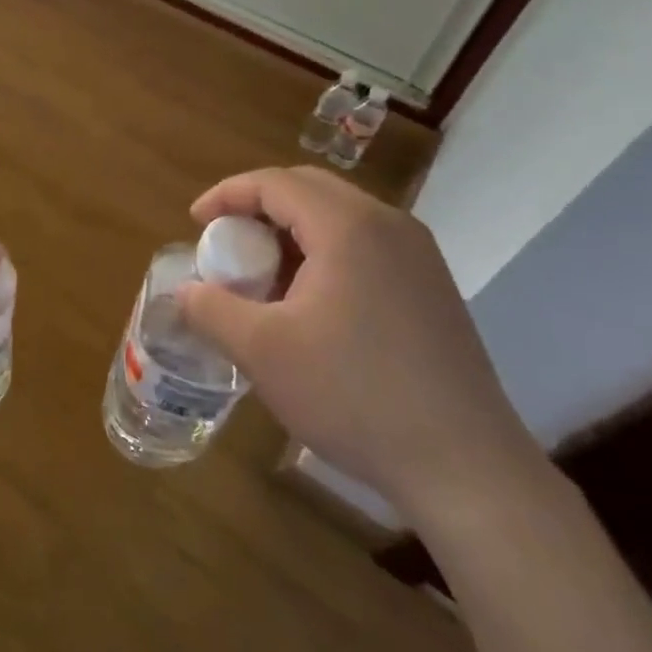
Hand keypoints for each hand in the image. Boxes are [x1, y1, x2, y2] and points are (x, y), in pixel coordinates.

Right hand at [179, 166, 545, 525]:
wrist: (466, 468)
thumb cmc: (354, 396)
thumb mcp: (261, 352)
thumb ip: (211, 309)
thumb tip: (185, 291)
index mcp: (348, 227)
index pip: (275, 183)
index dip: (227, 195)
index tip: (195, 222)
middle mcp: (389, 226)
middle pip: (308, 189)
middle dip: (258, 207)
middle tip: (226, 243)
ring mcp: (419, 256)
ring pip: (339, 217)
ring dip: (291, 231)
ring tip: (263, 276)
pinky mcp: (433, 288)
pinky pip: (365, 245)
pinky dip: (324, 253)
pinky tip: (310, 302)